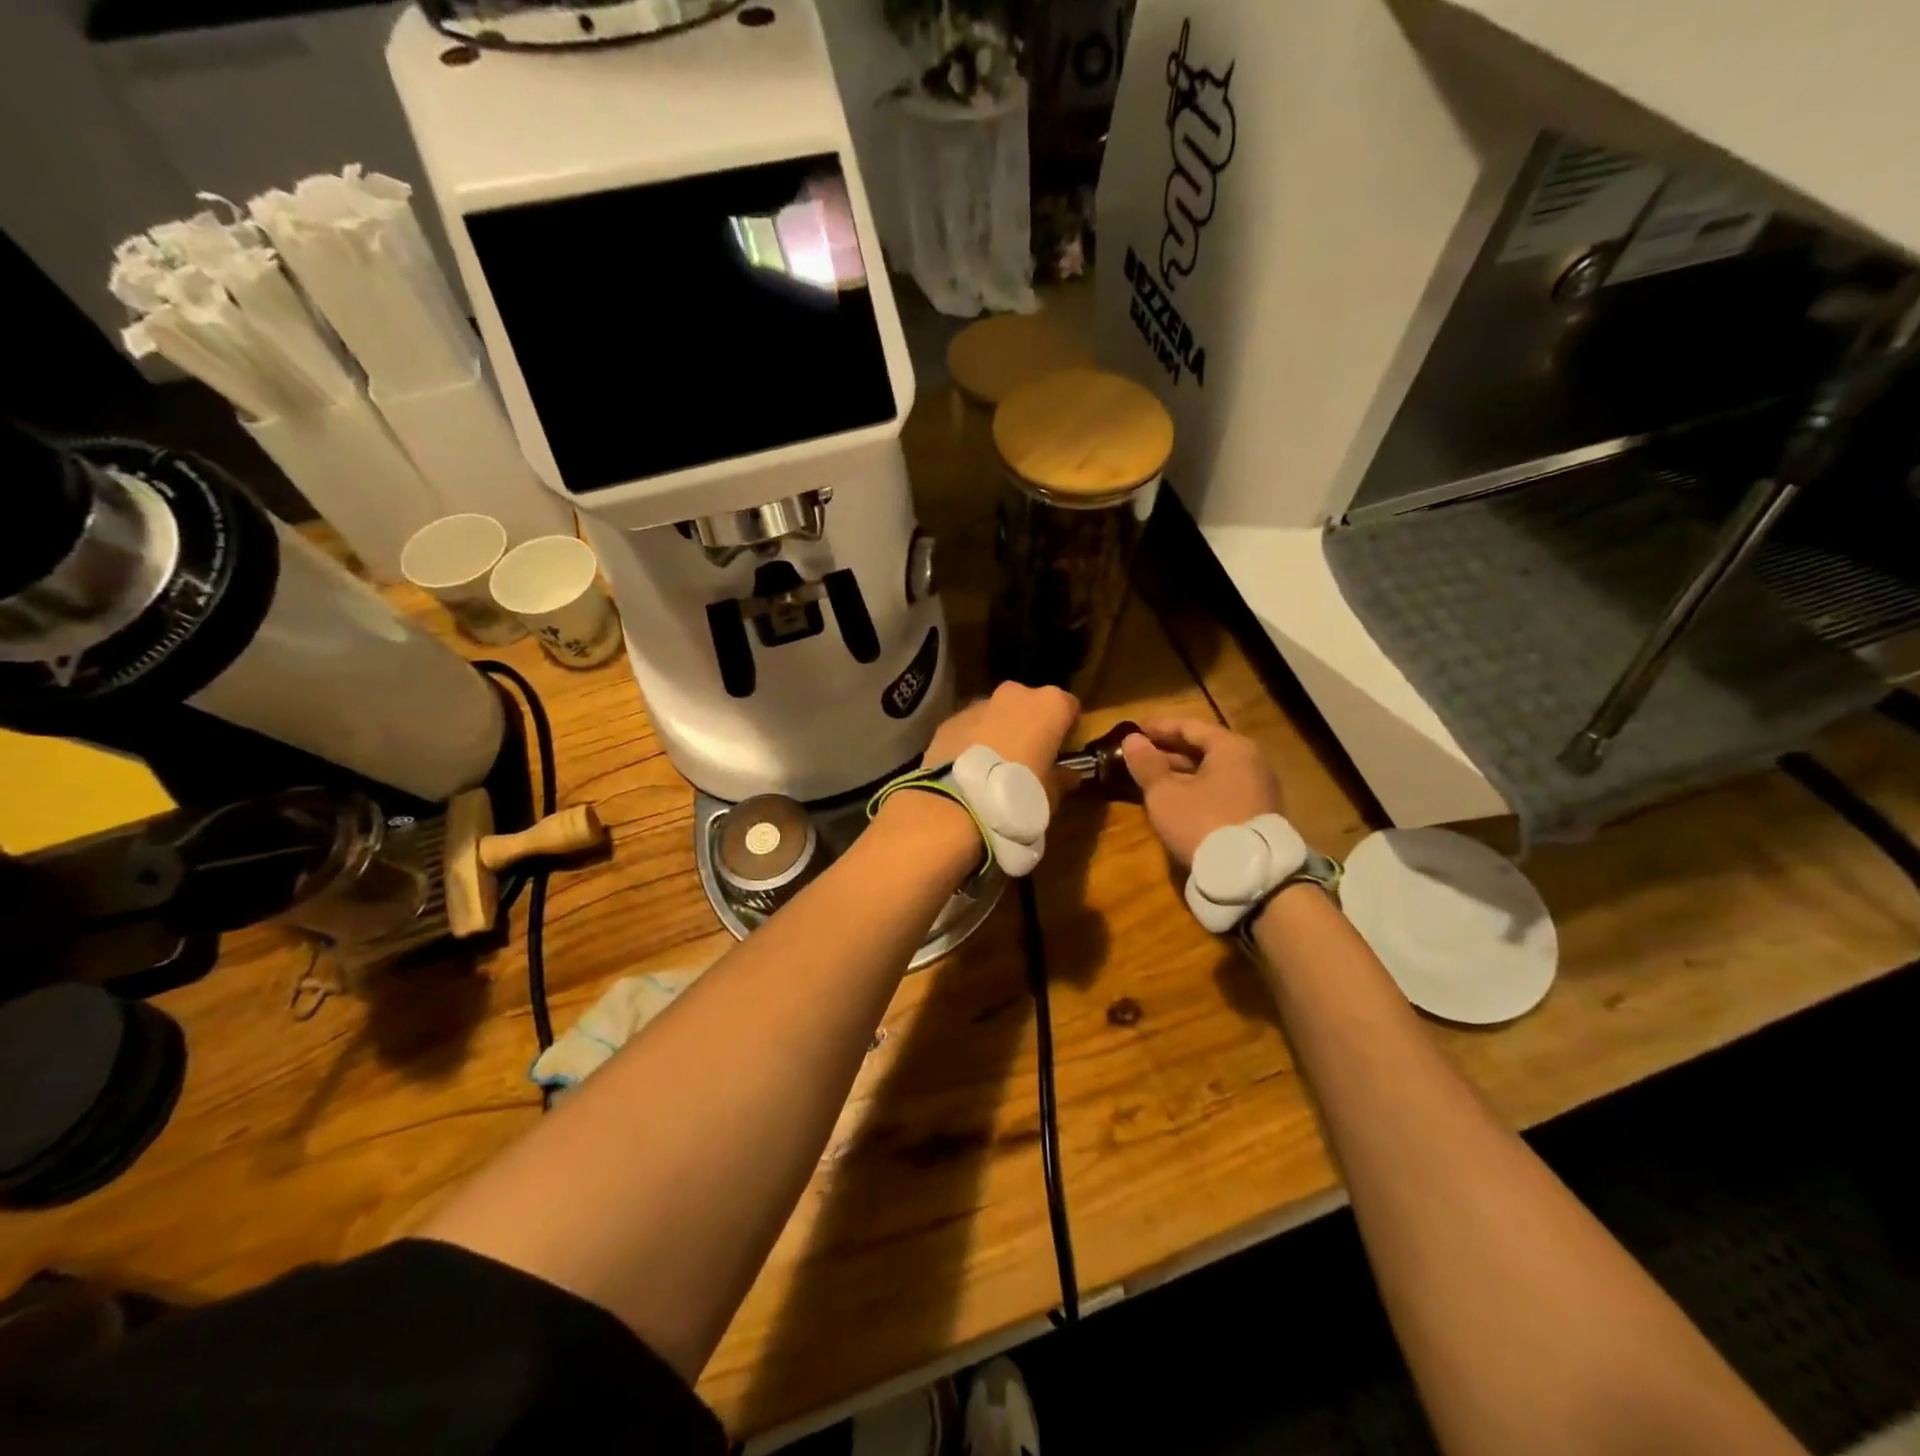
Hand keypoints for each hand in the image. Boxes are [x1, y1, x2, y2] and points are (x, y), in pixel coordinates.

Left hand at [921, 681, 1080, 797]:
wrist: (958, 804)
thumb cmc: (1019, 793)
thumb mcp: (1051, 794)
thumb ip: (1062, 778)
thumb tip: (1069, 775)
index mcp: (1050, 705)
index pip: (1069, 706)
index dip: (1069, 728)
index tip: (1065, 749)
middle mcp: (1015, 694)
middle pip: (1030, 704)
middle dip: (1031, 725)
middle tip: (1030, 756)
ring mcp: (978, 704)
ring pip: (997, 713)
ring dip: (1000, 731)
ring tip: (996, 765)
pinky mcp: (950, 721)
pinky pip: (970, 728)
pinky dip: (973, 741)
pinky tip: (970, 768)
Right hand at [1122, 718, 1283, 868]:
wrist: (1249, 876)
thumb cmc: (1202, 823)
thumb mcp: (1165, 794)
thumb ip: (1147, 764)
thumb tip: (1132, 739)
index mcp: (1231, 747)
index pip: (1190, 726)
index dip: (1159, 726)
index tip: (1135, 728)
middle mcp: (1251, 761)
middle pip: (1204, 747)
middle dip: (1170, 750)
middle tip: (1141, 752)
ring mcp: (1259, 788)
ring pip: (1213, 770)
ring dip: (1183, 771)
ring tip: (1153, 776)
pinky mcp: (1259, 813)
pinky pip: (1223, 789)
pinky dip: (1198, 787)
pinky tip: (1177, 798)